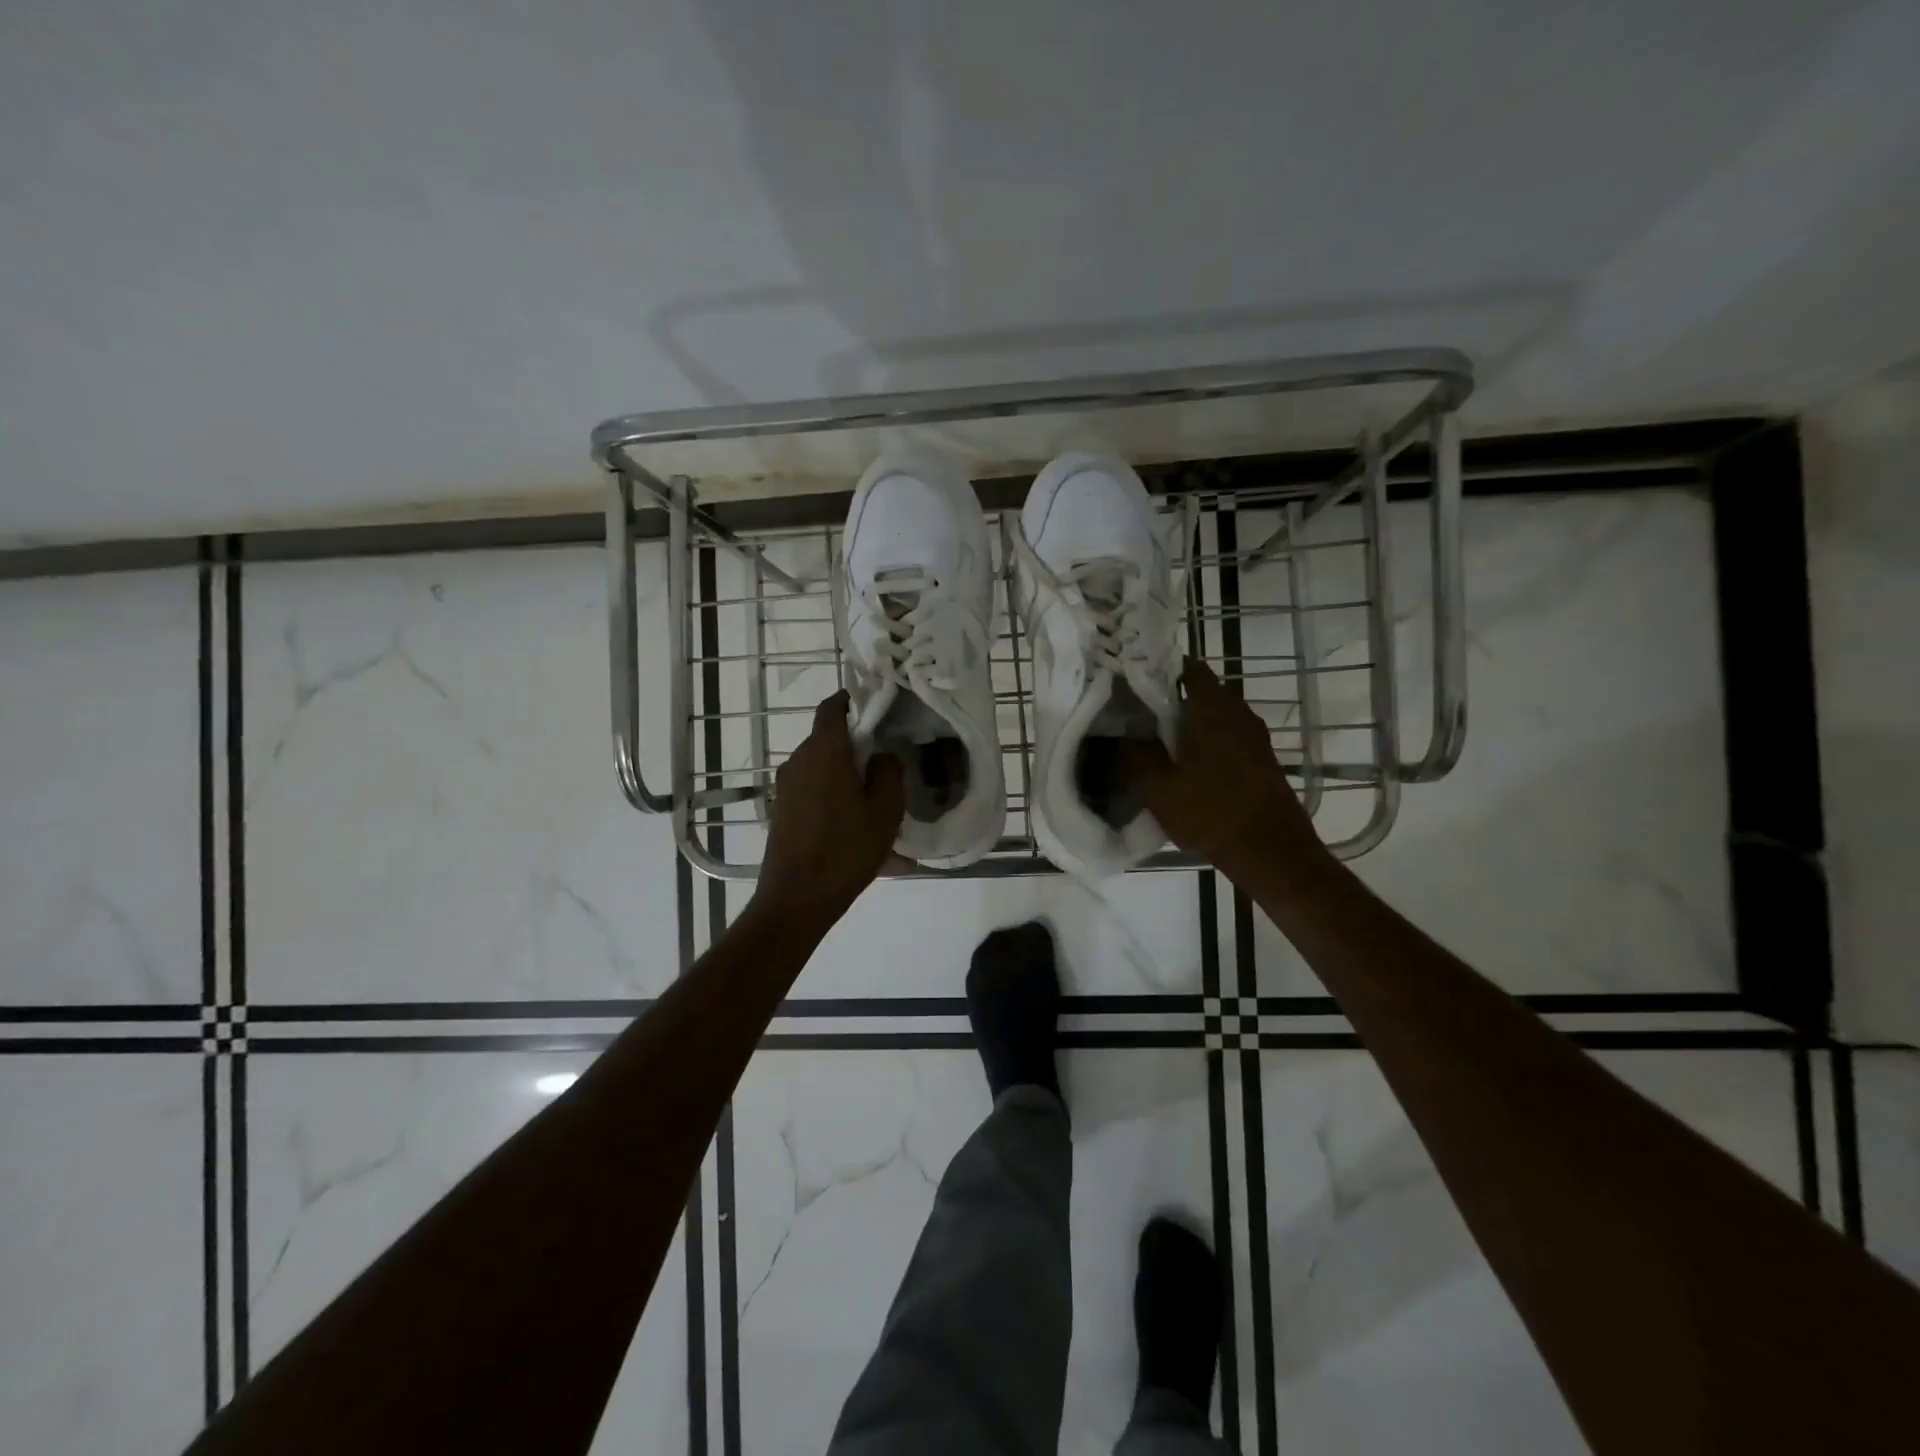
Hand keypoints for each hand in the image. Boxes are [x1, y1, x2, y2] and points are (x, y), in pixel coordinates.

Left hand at [755, 691, 904, 927]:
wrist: (796, 898)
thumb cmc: (846, 850)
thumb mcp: (885, 811)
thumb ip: (889, 772)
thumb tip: (882, 755)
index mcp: (824, 752)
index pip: (832, 707)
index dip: (851, 700)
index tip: (874, 707)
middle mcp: (798, 760)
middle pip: (828, 739)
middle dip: (855, 745)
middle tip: (885, 764)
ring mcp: (785, 786)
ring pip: (821, 767)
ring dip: (844, 775)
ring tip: (873, 803)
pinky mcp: (781, 809)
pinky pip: (812, 790)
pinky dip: (833, 797)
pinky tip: (854, 828)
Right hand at [1126, 658, 1326, 882]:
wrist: (1271, 851)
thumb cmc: (1210, 812)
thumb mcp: (1158, 787)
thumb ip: (1137, 754)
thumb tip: (1127, 735)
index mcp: (1212, 707)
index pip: (1187, 668)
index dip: (1161, 670)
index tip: (1137, 682)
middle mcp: (1238, 712)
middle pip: (1201, 693)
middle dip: (1172, 701)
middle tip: (1140, 718)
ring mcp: (1255, 736)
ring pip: (1216, 717)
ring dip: (1191, 725)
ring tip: (1160, 744)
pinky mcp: (1262, 759)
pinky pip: (1229, 738)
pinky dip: (1208, 743)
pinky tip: (1188, 767)